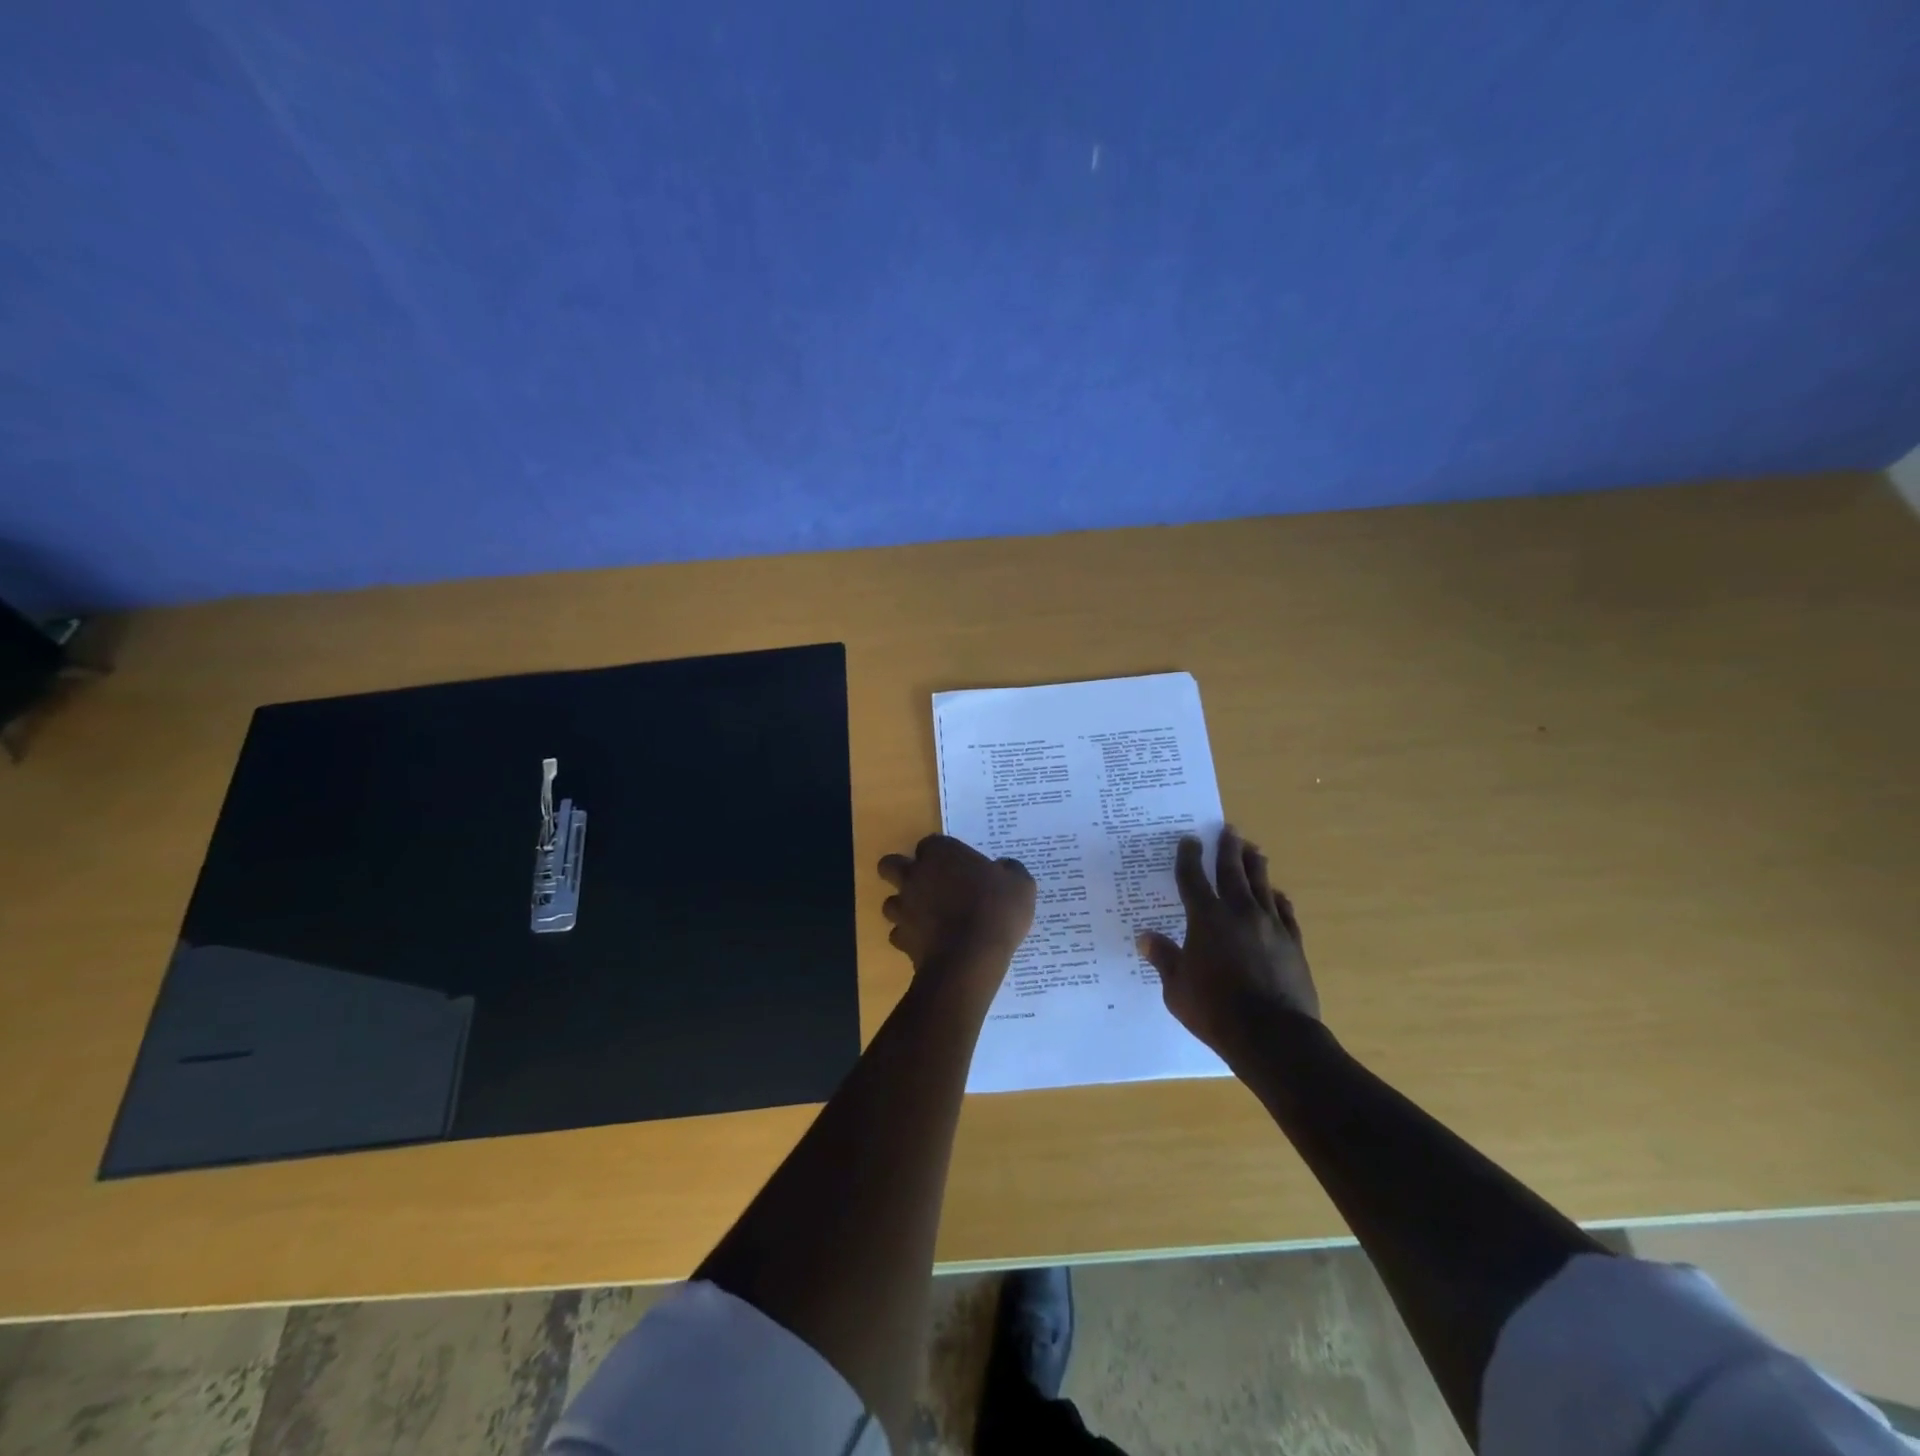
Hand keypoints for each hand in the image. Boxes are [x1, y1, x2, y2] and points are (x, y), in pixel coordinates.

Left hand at [879, 835, 1035, 977]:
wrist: (971, 958)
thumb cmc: (996, 911)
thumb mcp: (1020, 884)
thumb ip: (1009, 870)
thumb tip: (1004, 867)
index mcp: (941, 854)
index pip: (930, 843)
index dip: (941, 854)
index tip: (956, 866)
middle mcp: (915, 875)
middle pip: (891, 865)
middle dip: (901, 871)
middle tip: (926, 884)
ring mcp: (904, 908)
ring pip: (890, 902)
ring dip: (904, 906)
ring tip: (926, 917)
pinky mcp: (901, 939)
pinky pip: (899, 934)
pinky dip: (910, 938)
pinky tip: (928, 943)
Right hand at [1136, 825, 1319, 1060]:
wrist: (1273, 1035)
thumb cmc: (1215, 1010)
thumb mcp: (1177, 988)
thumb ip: (1164, 959)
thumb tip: (1145, 938)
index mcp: (1205, 919)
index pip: (1192, 879)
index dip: (1188, 857)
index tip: (1189, 840)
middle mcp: (1238, 913)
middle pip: (1232, 871)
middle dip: (1227, 849)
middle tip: (1228, 829)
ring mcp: (1269, 926)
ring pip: (1262, 885)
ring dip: (1255, 865)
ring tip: (1253, 849)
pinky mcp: (1292, 943)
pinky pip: (1285, 913)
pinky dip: (1279, 900)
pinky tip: (1278, 895)